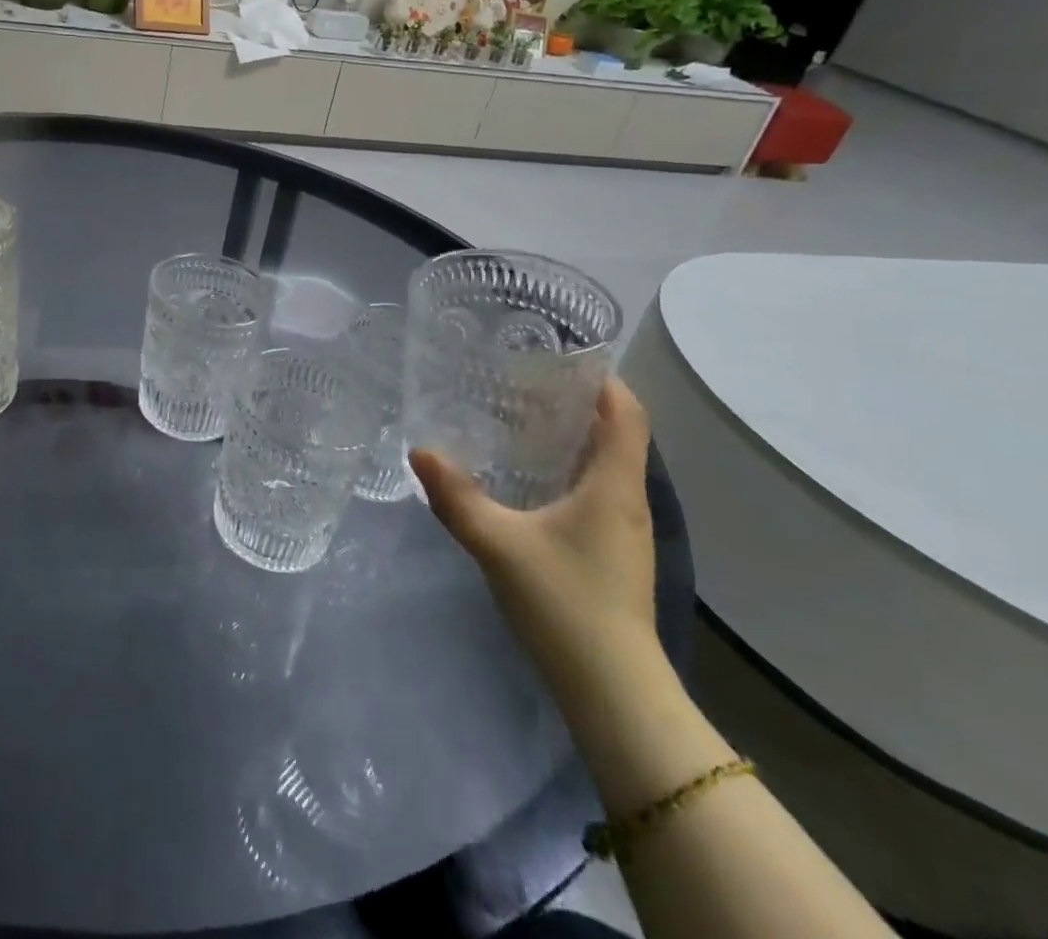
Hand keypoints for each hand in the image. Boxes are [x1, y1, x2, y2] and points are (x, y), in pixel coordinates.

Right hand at [411, 378, 658, 715]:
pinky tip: (528, 478)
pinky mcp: (613, 552)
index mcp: (613, 486)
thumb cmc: (564, 603)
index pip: (626, 413)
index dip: (602, 378)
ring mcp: (624, 530)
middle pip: (615, 433)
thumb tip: (420, 452)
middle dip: (575, 402)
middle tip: (521, 381)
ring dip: (571, 437)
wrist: (613, 691)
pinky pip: (595, 490)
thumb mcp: (498, 544)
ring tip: (518, 419)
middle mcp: (627, 499)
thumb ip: (456, 497)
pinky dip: (567, 469)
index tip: (559, 357)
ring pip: (605, 464)